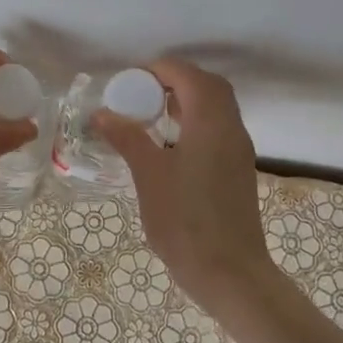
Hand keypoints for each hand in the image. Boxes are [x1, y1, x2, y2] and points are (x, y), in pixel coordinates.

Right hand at [92, 58, 275, 304]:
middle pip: (209, 86)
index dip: (159, 70)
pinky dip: (195, 123)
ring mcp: (239, 151)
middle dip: (175, 81)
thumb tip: (102, 113)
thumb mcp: (149, 175)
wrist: (229, 272)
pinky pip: (218, 130)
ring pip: (217, 108)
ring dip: (187, 102)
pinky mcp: (238, 171)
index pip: (188, 75)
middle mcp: (231, 129)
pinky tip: (170, 146)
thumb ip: (127, 138)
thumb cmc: (185, 220)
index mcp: (211, 122)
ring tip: (151, 117)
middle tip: (142, 95)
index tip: (129, 82)